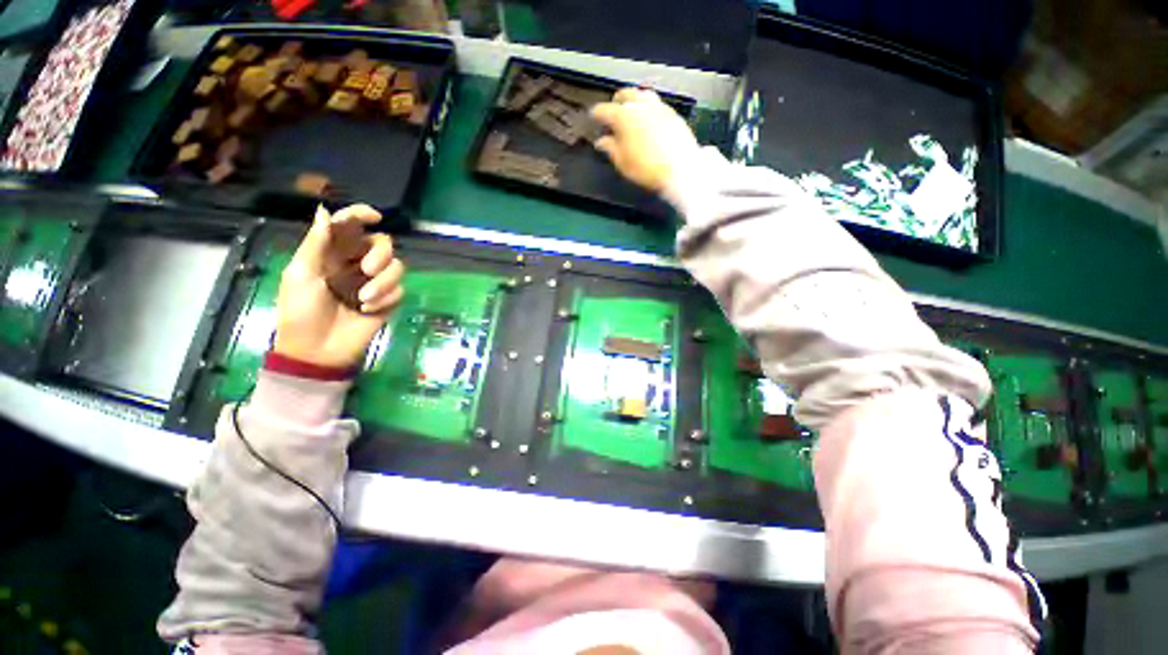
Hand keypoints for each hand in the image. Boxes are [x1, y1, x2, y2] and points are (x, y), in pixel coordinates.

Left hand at [273, 204, 404, 369]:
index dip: (361, 215)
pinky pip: (400, 290)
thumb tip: (324, 211)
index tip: (375, 217)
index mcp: (332, 253)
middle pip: (382, 243)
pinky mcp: (389, 300)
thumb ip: (316, 243)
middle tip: (368, 270)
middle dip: (379, 254)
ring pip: (397, 266)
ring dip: (384, 282)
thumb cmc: (301, 311)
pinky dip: (386, 298)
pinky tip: (369, 309)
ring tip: (364, 298)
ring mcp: (375, 283)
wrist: (317, 349)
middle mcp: (357, 264)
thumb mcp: (301, 274)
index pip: (350, 226)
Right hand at [591, 88, 699, 191]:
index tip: (593, 119)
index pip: (603, 110)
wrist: (680, 168)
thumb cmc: (646, 167)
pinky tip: (648, 121)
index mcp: (622, 116)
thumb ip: (610, 148)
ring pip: (642, 95)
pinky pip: (656, 104)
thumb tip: (602, 141)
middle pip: (624, 94)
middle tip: (612, 112)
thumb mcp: (622, 162)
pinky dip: (648, 109)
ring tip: (631, 113)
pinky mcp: (672, 113)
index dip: (595, 115)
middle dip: (616, 101)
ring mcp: (658, 106)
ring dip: (633, 102)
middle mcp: (639, 105)